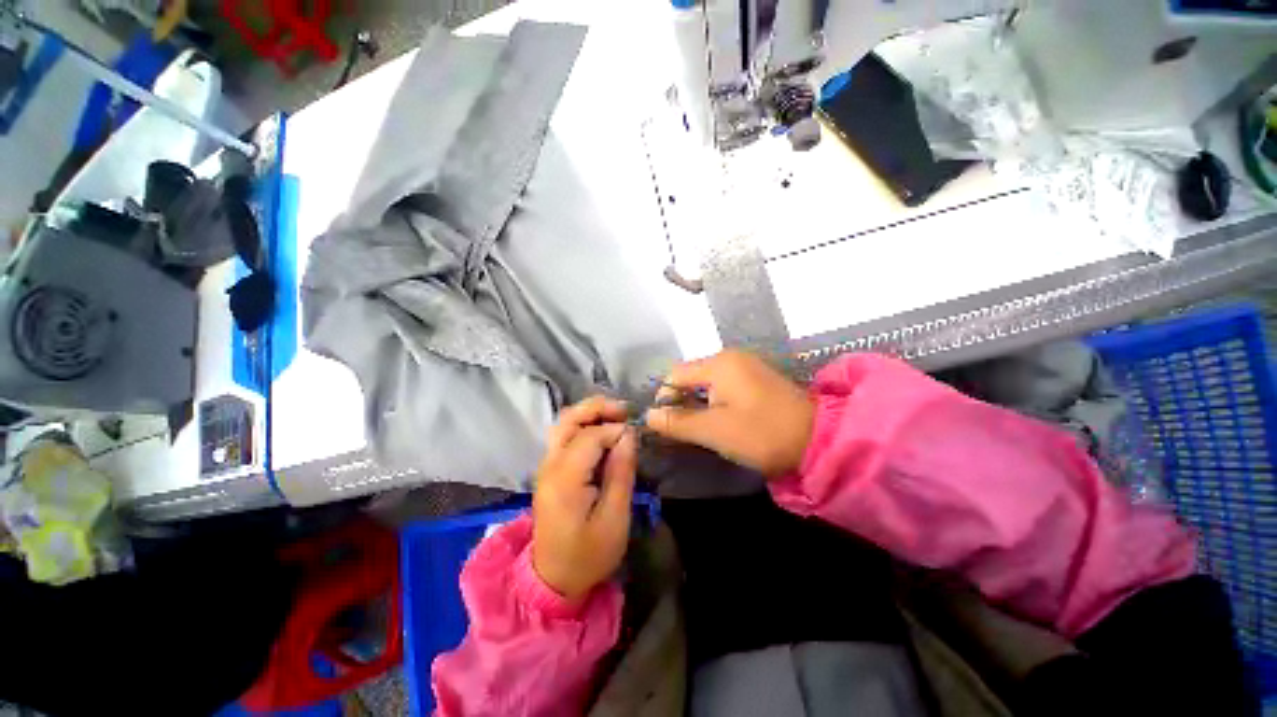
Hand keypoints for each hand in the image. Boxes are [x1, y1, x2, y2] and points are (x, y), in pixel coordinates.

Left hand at [532, 396, 637, 601]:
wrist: (553, 578)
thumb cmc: (588, 554)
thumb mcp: (614, 519)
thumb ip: (621, 472)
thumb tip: (628, 434)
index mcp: (564, 479)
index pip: (589, 436)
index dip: (614, 429)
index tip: (635, 435)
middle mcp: (549, 465)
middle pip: (568, 419)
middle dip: (597, 407)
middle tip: (624, 409)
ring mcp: (546, 466)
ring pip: (563, 423)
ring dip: (589, 413)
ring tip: (616, 416)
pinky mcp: (549, 470)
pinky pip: (564, 436)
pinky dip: (584, 425)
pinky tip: (602, 431)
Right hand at [646, 350, 814, 477]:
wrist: (820, 440)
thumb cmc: (762, 433)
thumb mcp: (715, 430)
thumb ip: (678, 422)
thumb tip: (648, 415)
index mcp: (719, 364)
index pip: (675, 375)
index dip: (665, 399)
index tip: (666, 425)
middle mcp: (730, 357)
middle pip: (690, 376)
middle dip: (682, 402)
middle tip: (683, 430)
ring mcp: (746, 366)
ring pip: (707, 383)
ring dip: (699, 404)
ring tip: (702, 428)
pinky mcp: (756, 379)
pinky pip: (724, 386)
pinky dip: (715, 402)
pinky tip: (722, 420)